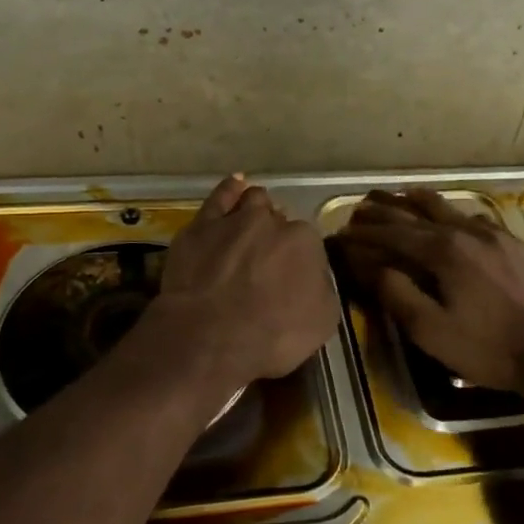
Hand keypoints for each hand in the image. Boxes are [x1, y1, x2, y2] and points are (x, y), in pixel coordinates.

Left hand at [148, 174, 339, 386]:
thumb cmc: (273, 335)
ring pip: (252, 201)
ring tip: (252, 223)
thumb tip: (315, 276)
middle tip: (267, 262)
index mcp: (305, 241)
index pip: (307, 242)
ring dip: (256, 210)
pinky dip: (230, 189)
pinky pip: (219, 197)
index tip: (291, 276)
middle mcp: (271, 222)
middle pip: (279, 221)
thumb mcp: (322, 321)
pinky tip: (236, 185)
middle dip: (276, 237)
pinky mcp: (200, 227)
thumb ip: (323, 288)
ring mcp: (234, 220)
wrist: (210, 338)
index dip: (299, 259)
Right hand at [334, 189, 523, 393]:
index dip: (363, 234)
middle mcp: (466, 232)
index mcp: (442, 251)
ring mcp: (496, 235)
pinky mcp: (518, 244)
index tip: (340, 233)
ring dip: (419, 202)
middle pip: (417, 213)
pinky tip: (457, 219)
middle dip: (385, 210)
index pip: (392, 234)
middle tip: (361, 206)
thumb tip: (371, 265)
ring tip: (402, 196)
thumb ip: (398, 294)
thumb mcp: (432, 331)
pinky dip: (454, 215)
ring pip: (449, 209)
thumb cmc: (490, 347)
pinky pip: (477, 219)